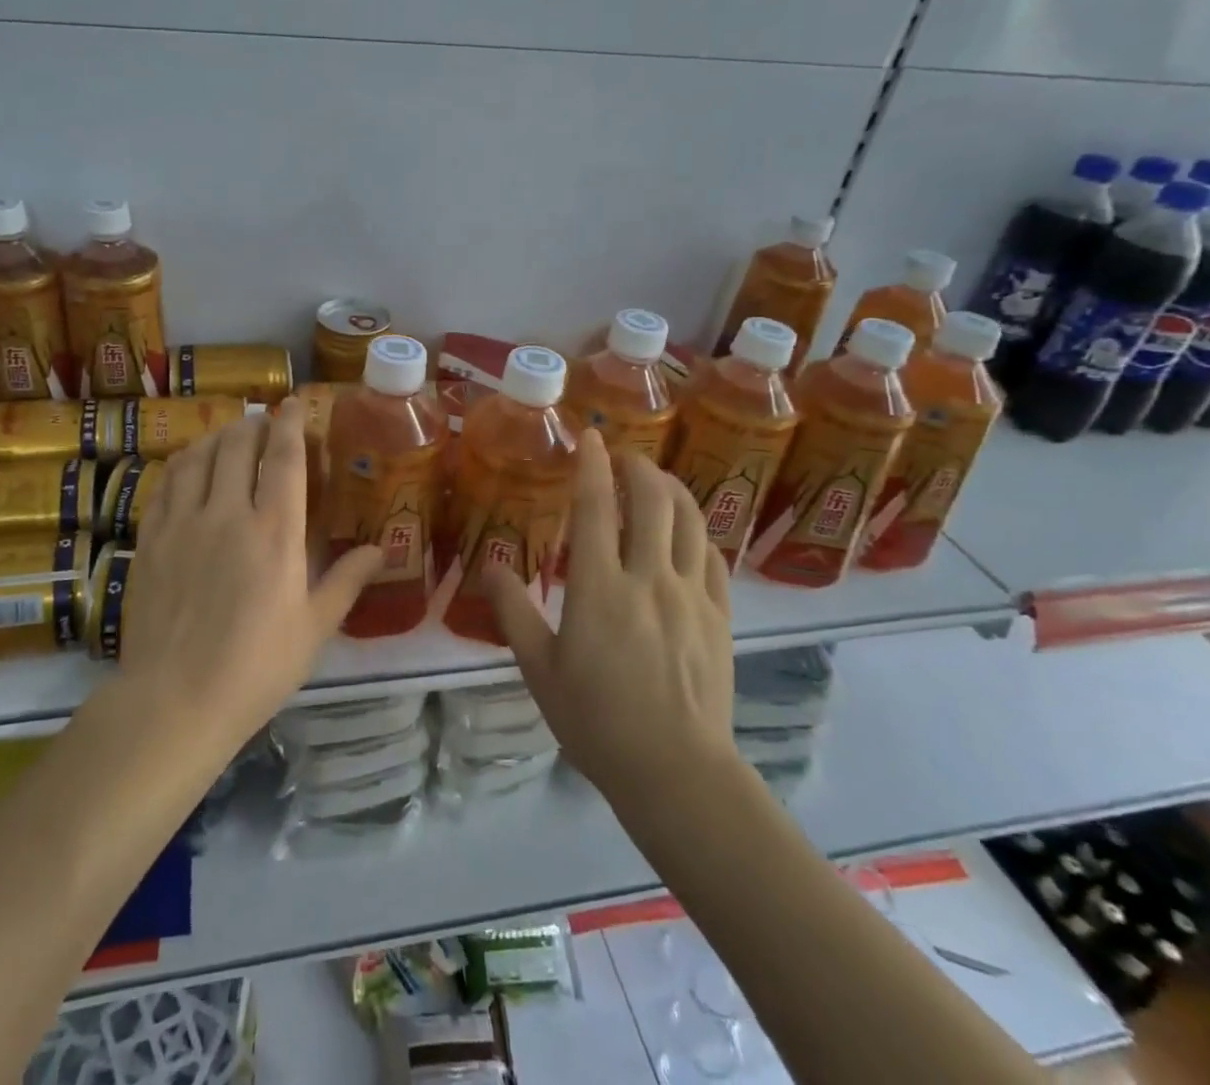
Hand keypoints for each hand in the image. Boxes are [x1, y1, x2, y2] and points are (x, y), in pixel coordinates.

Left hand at [120, 407, 384, 756]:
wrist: (174, 701)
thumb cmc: (255, 667)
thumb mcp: (313, 628)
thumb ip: (347, 581)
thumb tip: (382, 550)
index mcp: (275, 532)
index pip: (283, 457)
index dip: (290, 423)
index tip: (294, 403)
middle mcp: (227, 513)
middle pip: (237, 445)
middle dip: (254, 424)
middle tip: (265, 422)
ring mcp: (182, 523)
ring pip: (199, 456)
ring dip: (218, 436)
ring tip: (230, 434)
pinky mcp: (150, 539)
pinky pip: (166, 483)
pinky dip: (183, 462)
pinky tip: (190, 465)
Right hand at [478, 430, 739, 812]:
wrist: (676, 773)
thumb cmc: (596, 722)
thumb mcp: (539, 670)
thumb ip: (513, 612)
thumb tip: (489, 566)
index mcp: (599, 589)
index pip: (596, 508)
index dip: (592, 465)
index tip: (590, 436)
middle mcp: (649, 578)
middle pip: (651, 500)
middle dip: (637, 466)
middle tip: (622, 456)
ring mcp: (691, 596)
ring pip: (689, 520)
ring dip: (671, 488)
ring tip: (654, 479)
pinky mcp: (720, 617)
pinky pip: (712, 557)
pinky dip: (696, 531)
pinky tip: (686, 532)